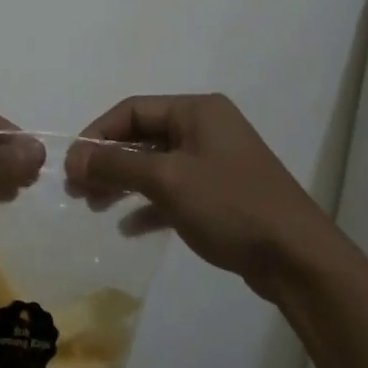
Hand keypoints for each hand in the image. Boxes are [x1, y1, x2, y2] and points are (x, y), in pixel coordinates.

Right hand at [64, 94, 330, 297]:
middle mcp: (206, 128)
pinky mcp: (220, 194)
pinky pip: (174, 190)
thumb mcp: (167, 179)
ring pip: (155, 165)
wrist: (296, 257)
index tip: (71, 166)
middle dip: (108, 161)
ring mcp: (214, 162)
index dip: (98, 134)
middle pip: (143, 137)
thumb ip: (118, 164)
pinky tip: (129, 227)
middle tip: (78, 190)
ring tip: (95, 207)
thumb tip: (75, 155)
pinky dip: (149, 204)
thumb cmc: (229, 204)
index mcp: (197, 110)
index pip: (133, 110)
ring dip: (124, 183)